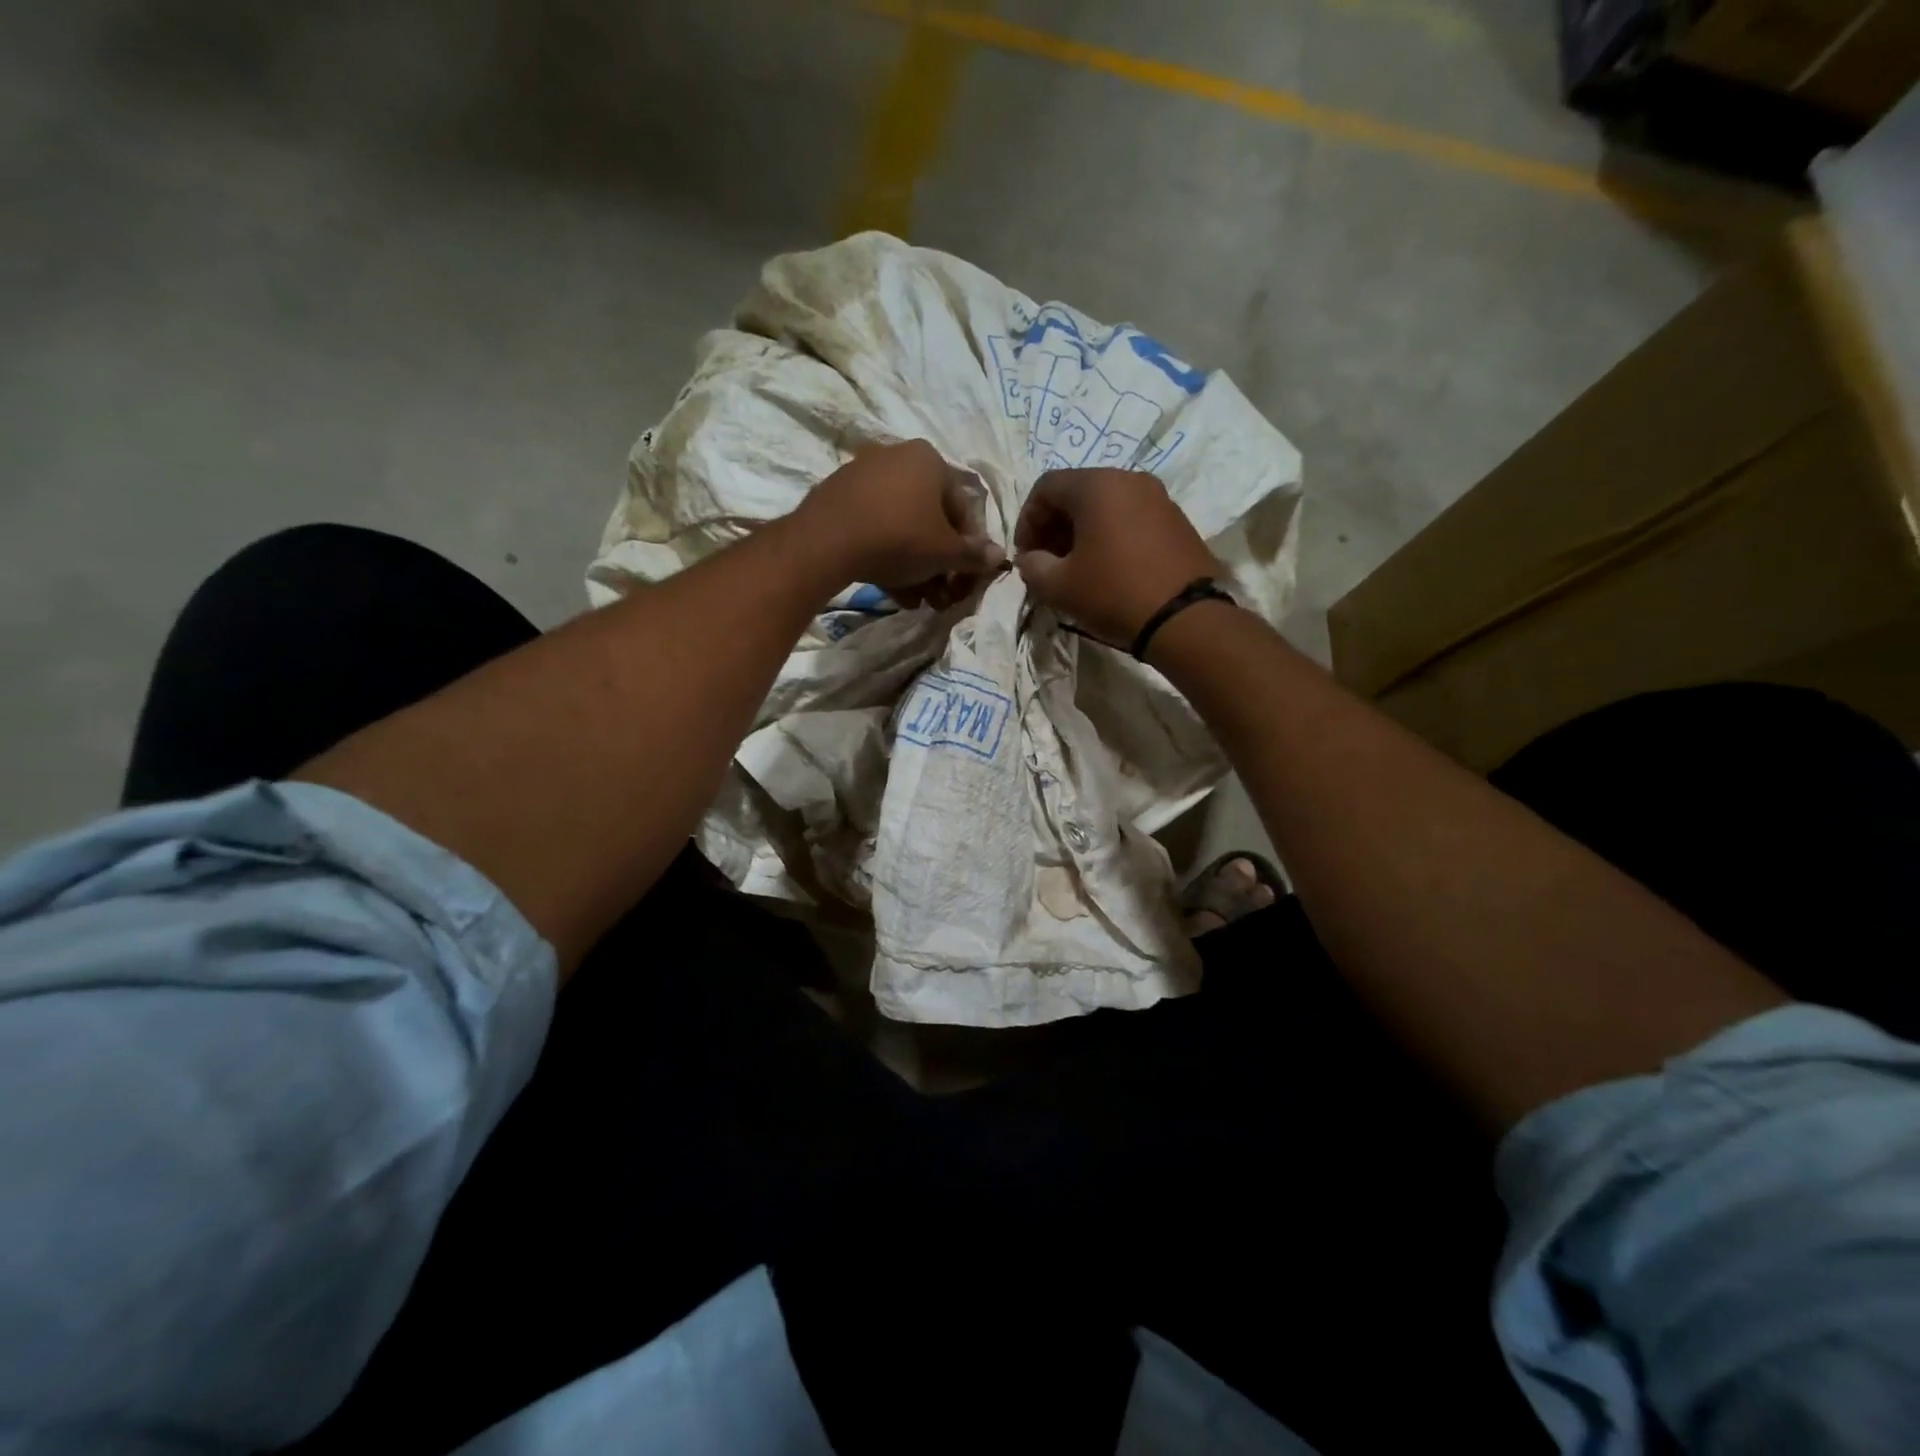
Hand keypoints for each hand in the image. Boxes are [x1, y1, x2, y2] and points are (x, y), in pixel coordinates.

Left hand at [794, 440, 1005, 606]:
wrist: (827, 542)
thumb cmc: (899, 538)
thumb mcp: (944, 553)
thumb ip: (974, 555)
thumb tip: (1000, 557)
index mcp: (929, 459)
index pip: (963, 507)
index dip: (969, 547)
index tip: (965, 576)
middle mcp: (897, 457)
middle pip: (930, 518)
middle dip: (938, 562)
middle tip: (941, 595)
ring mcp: (864, 475)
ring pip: (902, 526)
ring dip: (915, 566)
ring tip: (918, 600)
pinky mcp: (838, 498)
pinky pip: (874, 528)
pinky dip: (887, 556)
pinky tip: (893, 590)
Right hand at [1014, 469, 1218, 644]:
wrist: (1185, 619)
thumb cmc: (1113, 594)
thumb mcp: (1058, 586)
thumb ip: (1032, 565)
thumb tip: (1030, 559)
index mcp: (1097, 485)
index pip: (1045, 487)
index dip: (1026, 520)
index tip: (1025, 555)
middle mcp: (1130, 479)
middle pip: (1077, 493)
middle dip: (1054, 525)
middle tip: (1046, 562)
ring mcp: (1159, 498)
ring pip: (1106, 505)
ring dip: (1082, 532)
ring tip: (1076, 568)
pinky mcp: (1177, 520)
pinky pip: (1131, 518)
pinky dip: (1111, 535)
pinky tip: (1108, 568)